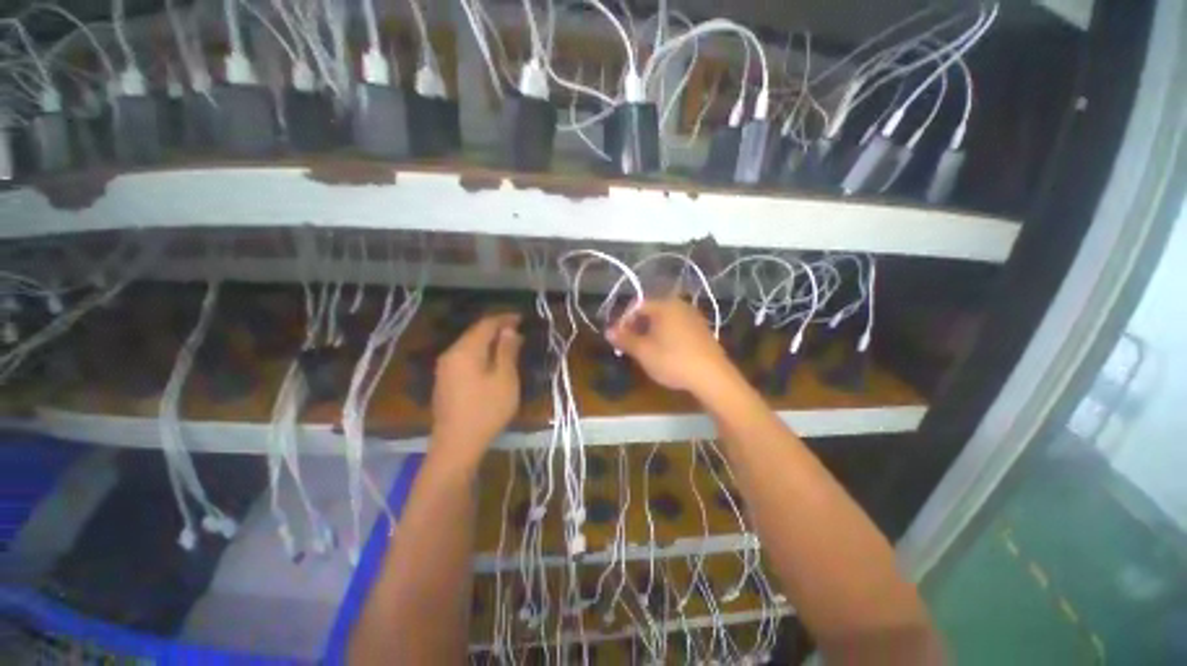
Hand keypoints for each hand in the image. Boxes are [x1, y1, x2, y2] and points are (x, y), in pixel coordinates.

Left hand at [431, 313, 522, 462]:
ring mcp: (445, 368)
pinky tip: (492, 360)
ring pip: (470, 345)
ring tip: (509, 343)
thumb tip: (509, 330)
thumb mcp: (504, 378)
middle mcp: (451, 354)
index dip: (504, 318)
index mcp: (465, 351)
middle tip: (518, 329)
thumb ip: (507, 351)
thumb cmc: (486, 410)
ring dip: (489, 341)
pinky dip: (481, 352)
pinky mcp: (445, 380)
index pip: (485, 325)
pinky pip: (465, 357)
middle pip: (475, 333)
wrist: (456, 445)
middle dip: (497, 328)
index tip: (521, 317)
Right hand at [606, 299, 735, 398]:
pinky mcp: (701, 330)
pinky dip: (665, 335)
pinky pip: (676, 326)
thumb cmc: (672, 360)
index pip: (636, 305)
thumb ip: (624, 339)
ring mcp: (693, 317)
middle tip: (629, 345)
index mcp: (664, 305)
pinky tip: (664, 352)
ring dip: (650, 332)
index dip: (623, 321)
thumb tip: (608, 331)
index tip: (617, 338)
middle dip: (636, 326)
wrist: (712, 376)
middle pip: (650, 311)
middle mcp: (679, 305)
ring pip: (664, 320)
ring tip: (644, 350)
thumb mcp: (643, 351)